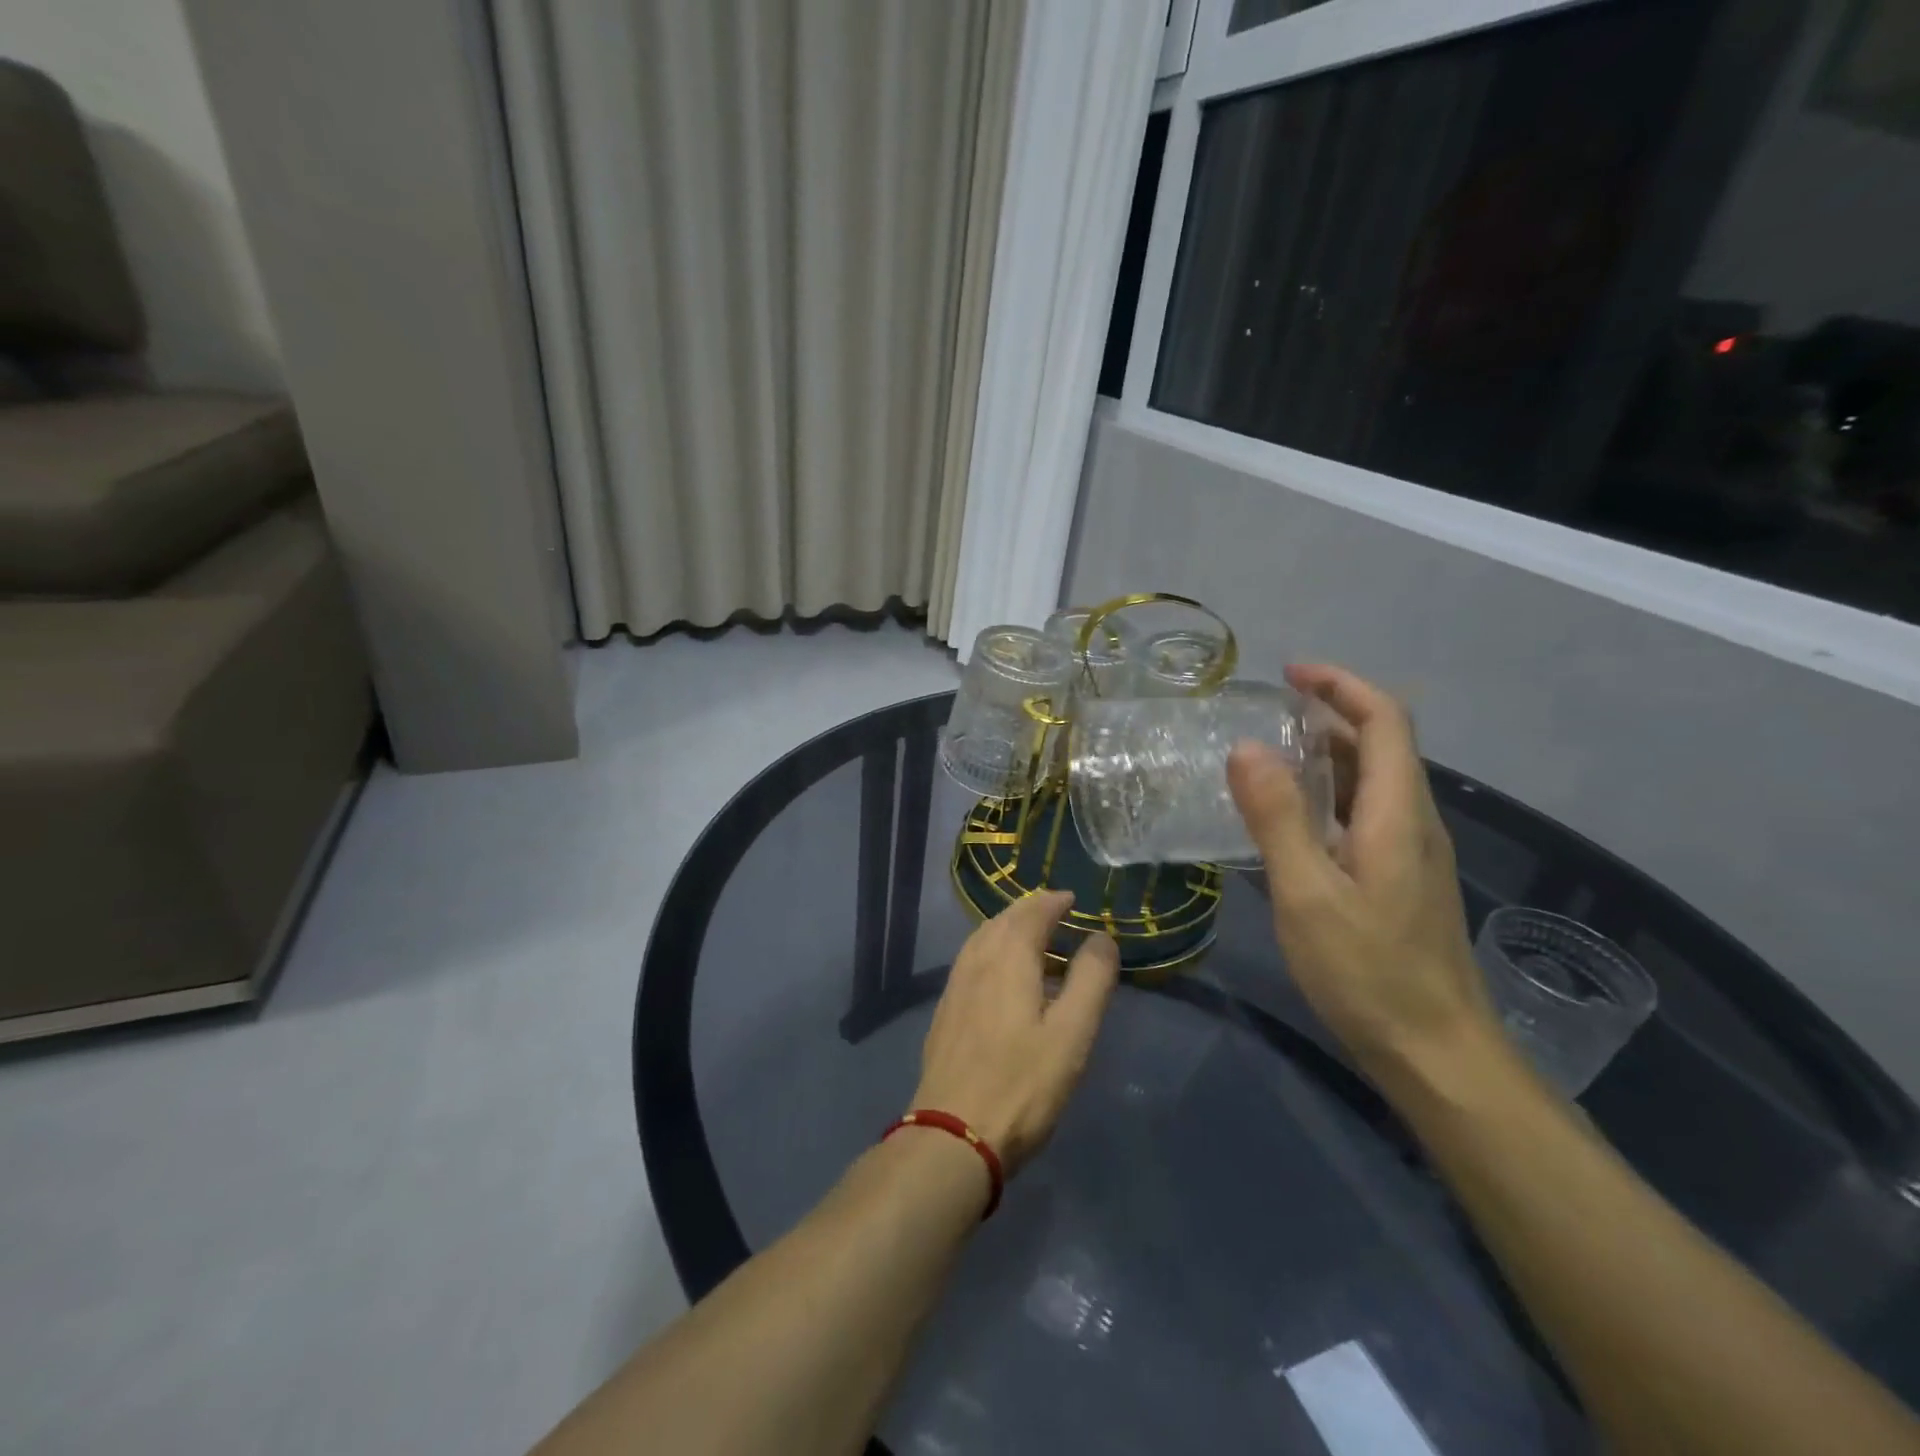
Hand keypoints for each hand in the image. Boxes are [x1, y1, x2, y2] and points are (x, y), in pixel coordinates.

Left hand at [911, 891, 1119, 1174]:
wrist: (953, 1134)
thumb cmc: (1022, 1083)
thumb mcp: (1072, 1033)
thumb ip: (1091, 980)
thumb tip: (1100, 937)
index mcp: (1008, 957)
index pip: (1031, 912)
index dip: (1053, 902)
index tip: (1073, 900)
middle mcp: (976, 960)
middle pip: (1003, 920)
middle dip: (1031, 911)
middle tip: (1057, 914)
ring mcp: (955, 986)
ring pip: (982, 939)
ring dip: (1009, 929)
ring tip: (1033, 939)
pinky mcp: (945, 1011)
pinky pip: (972, 961)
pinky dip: (993, 951)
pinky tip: (1002, 976)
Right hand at [1227, 664, 1499, 1084]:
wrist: (1437, 1054)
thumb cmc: (1369, 973)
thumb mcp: (1308, 894)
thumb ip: (1278, 818)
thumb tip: (1246, 747)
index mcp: (1398, 813)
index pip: (1385, 720)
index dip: (1341, 685)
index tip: (1289, 674)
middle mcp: (1413, 822)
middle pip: (1381, 744)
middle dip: (1329, 713)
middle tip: (1265, 714)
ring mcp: (1410, 853)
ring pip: (1373, 781)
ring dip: (1326, 754)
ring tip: (1267, 756)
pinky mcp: (1399, 880)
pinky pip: (1364, 814)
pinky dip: (1327, 794)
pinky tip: (1290, 819)